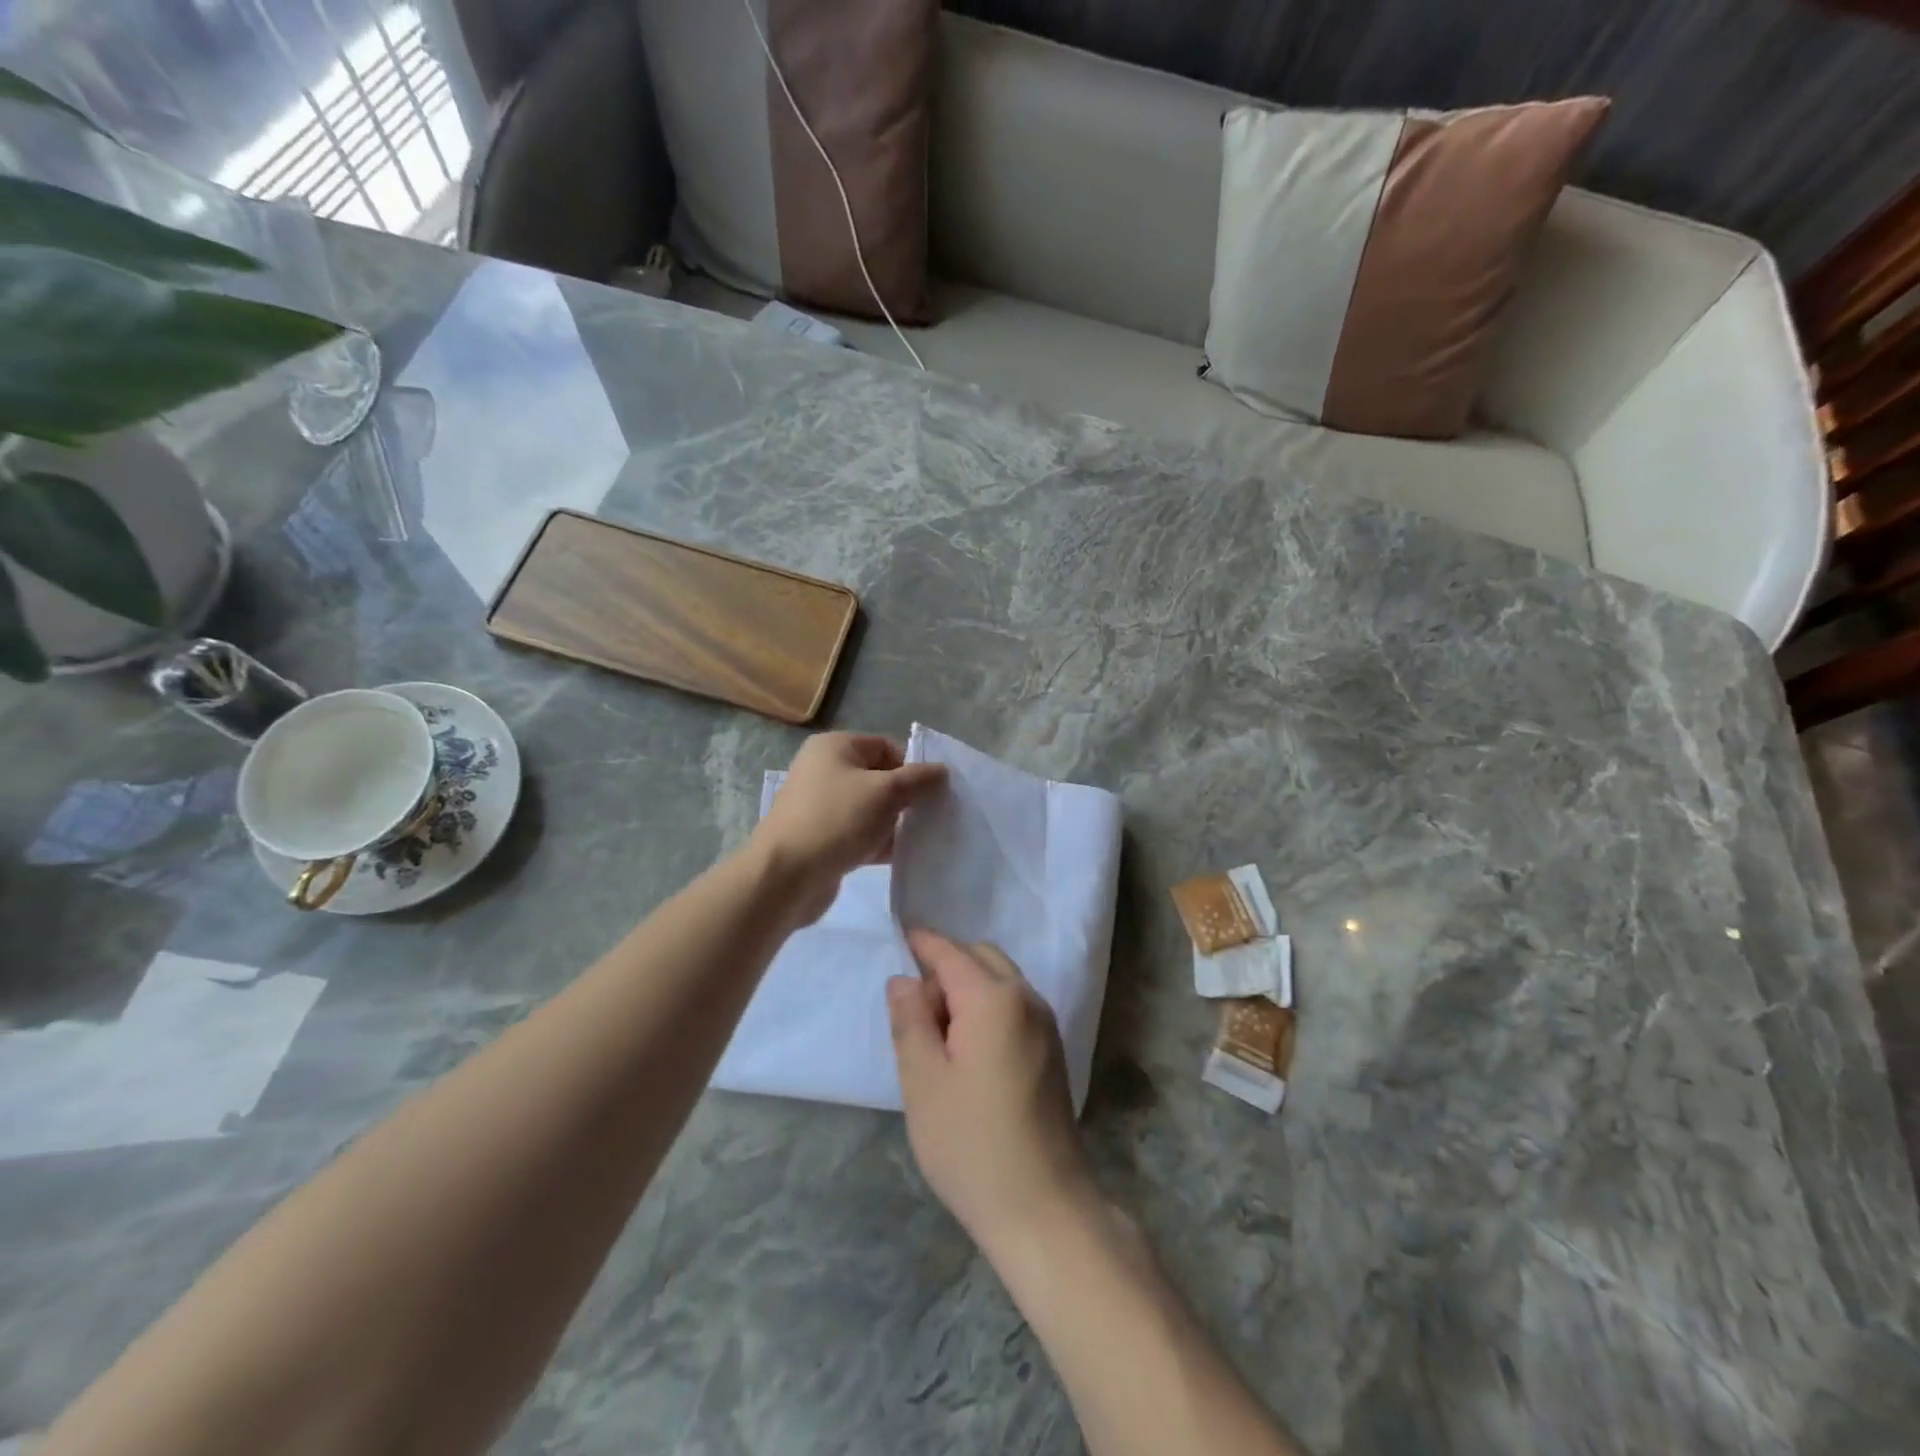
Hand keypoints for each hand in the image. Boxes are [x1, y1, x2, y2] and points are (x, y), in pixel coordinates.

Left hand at [750, 733, 945, 924]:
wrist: (786, 876)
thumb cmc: (837, 820)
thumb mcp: (886, 792)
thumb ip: (919, 779)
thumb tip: (942, 771)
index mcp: (834, 747)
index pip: (886, 746)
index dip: (913, 765)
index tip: (937, 791)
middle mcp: (824, 771)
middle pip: (879, 777)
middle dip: (908, 796)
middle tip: (935, 814)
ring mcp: (821, 807)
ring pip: (871, 808)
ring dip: (896, 822)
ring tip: (925, 836)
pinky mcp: (823, 839)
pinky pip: (860, 834)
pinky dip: (881, 842)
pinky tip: (905, 856)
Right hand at [888, 931, 1095, 1252]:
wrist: (1043, 1207)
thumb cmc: (972, 1144)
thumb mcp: (924, 1082)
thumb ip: (910, 1020)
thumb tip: (903, 980)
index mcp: (994, 999)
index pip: (951, 953)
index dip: (922, 942)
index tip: (897, 936)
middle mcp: (1026, 999)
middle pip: (981, 957)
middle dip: (945, 966)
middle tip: (913, 1009)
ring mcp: (1044, 1024)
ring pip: (999, 980)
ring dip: (967, 988)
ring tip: (935, 1035)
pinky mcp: (1050, 1049)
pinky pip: (1013, 1005)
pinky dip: (986, 1007)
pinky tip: (966, 1049)